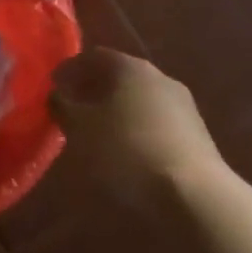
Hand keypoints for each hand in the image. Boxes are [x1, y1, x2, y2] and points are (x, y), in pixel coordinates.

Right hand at [49, 48, 221, 188]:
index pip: (93, 56)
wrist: (195, 196)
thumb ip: (63, 105)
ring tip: (98, 134)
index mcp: (129, 67)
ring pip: (139, 100)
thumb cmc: (127, 151)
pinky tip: (127, 152)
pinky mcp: (197, 136)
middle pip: (119, 76)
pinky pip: (156, 123)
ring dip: (117, 110)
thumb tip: (57, 94)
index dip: (70, 69)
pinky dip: (137, 130)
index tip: (54, 86)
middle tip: (73, 108)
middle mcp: (159, 77)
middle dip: (94, 89)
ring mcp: (183, 106)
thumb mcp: (80, 128)